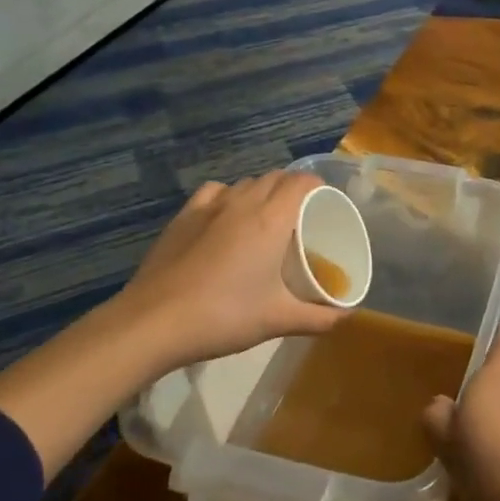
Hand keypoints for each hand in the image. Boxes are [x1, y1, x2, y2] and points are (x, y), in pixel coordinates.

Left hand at [110, 172, 346, 375]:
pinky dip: (229, 197)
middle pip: (275, 178)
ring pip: (245, 183)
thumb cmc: (224, 316)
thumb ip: (317, 318)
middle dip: (293, 189)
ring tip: (266, 219)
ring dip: (262, 192)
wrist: (153, 322)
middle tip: (302, 218)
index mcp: (271, 219)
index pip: (302, 182)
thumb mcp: (277, 320)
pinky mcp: (182, 217)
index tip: (327, 205)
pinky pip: (214, 192)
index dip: (318, 187)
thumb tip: (346, 318)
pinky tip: (226, 218)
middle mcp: (242, 202)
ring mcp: (208, 206)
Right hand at [421, 323, 499, 500]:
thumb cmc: (489, 468)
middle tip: (456, 477)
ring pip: (498, 446)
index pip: (498, 354)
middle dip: (471, 441)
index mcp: (489, 389)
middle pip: (488, 411)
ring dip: (483, 474)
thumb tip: (442, 406)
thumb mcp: (448, 446)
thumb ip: (437, 420)